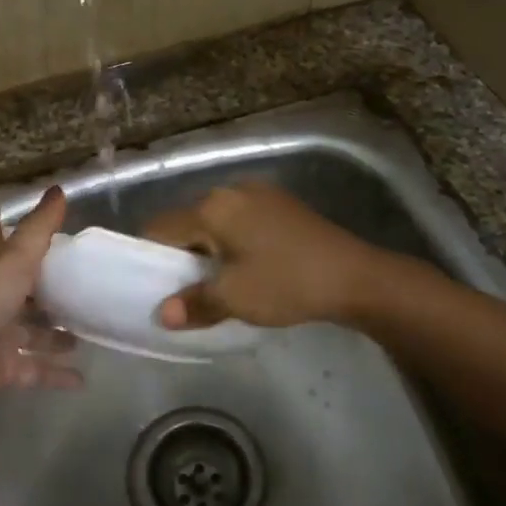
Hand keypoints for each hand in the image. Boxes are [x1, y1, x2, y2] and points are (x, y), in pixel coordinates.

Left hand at [0, 187, 79, 417]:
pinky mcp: (1, 366)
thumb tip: (59, 189)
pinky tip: (82, 377)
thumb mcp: (15, 259)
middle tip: (76, 279)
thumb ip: (40, 227)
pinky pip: (34, 368)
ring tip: (85, 331)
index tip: (3, 208)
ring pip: (30, 329)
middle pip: (16, 284)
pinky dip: (55, 372)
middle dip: (42, 283)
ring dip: (54, 333)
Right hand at [142, 180, 386, 328]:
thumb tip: (163, 315)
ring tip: (215, 282)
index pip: (161, 227)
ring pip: (215, 221)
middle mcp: (231, 190)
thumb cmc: (287, 283)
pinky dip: (232, 241)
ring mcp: (259, 194)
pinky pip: (239, 220)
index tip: (151, 285)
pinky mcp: (280, 204)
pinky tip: (246, 267)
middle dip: (181, 254)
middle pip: (188, 221)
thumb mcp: (235, 298)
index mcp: (212, 207)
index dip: (150, 256)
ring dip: (208, 249)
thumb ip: (194, 303)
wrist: (355, 276)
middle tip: (184, 289)